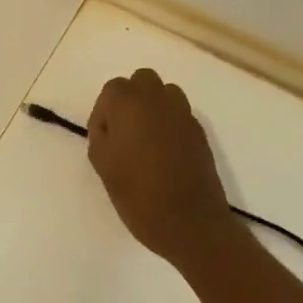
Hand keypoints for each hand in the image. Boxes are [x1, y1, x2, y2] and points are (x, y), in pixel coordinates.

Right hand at [86, 68, 233, 265]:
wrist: (190, 221)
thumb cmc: (139, 196)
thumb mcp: (104, 166)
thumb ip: (101, 136)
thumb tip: (110, 127)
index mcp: (131, 103)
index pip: (112, 90)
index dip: (104, 113)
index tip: (103, 140)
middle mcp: (159, 99)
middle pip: (141, 81)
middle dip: (130, 101)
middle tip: (123, 134)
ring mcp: (184, 114)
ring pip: (164, 93)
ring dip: (152, 108)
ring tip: (145, 141)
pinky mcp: (200, 131)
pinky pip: (179, 114)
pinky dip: (169, 124)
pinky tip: (164, 154)